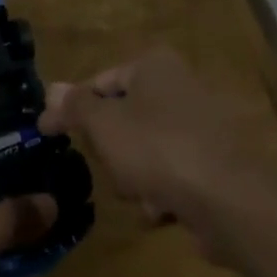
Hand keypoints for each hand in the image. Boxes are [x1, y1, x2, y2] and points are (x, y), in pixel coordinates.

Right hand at [39, 47, 276, 268]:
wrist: (230, 199)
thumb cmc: (157, 148)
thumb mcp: (104, 124)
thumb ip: (75, 107)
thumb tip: (51, 89)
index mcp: (153, 65)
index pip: (100, 82)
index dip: (73, 109)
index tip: (47, 134)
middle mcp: (178, 87)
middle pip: (122, 120)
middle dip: (112, 152)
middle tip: (111, 167)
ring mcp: (198, 126)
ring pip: (144, 153)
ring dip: (135, 179)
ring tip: (142, 194)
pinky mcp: (212, 165)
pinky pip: (170, 177)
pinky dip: (162, 194)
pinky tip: (165, 210)